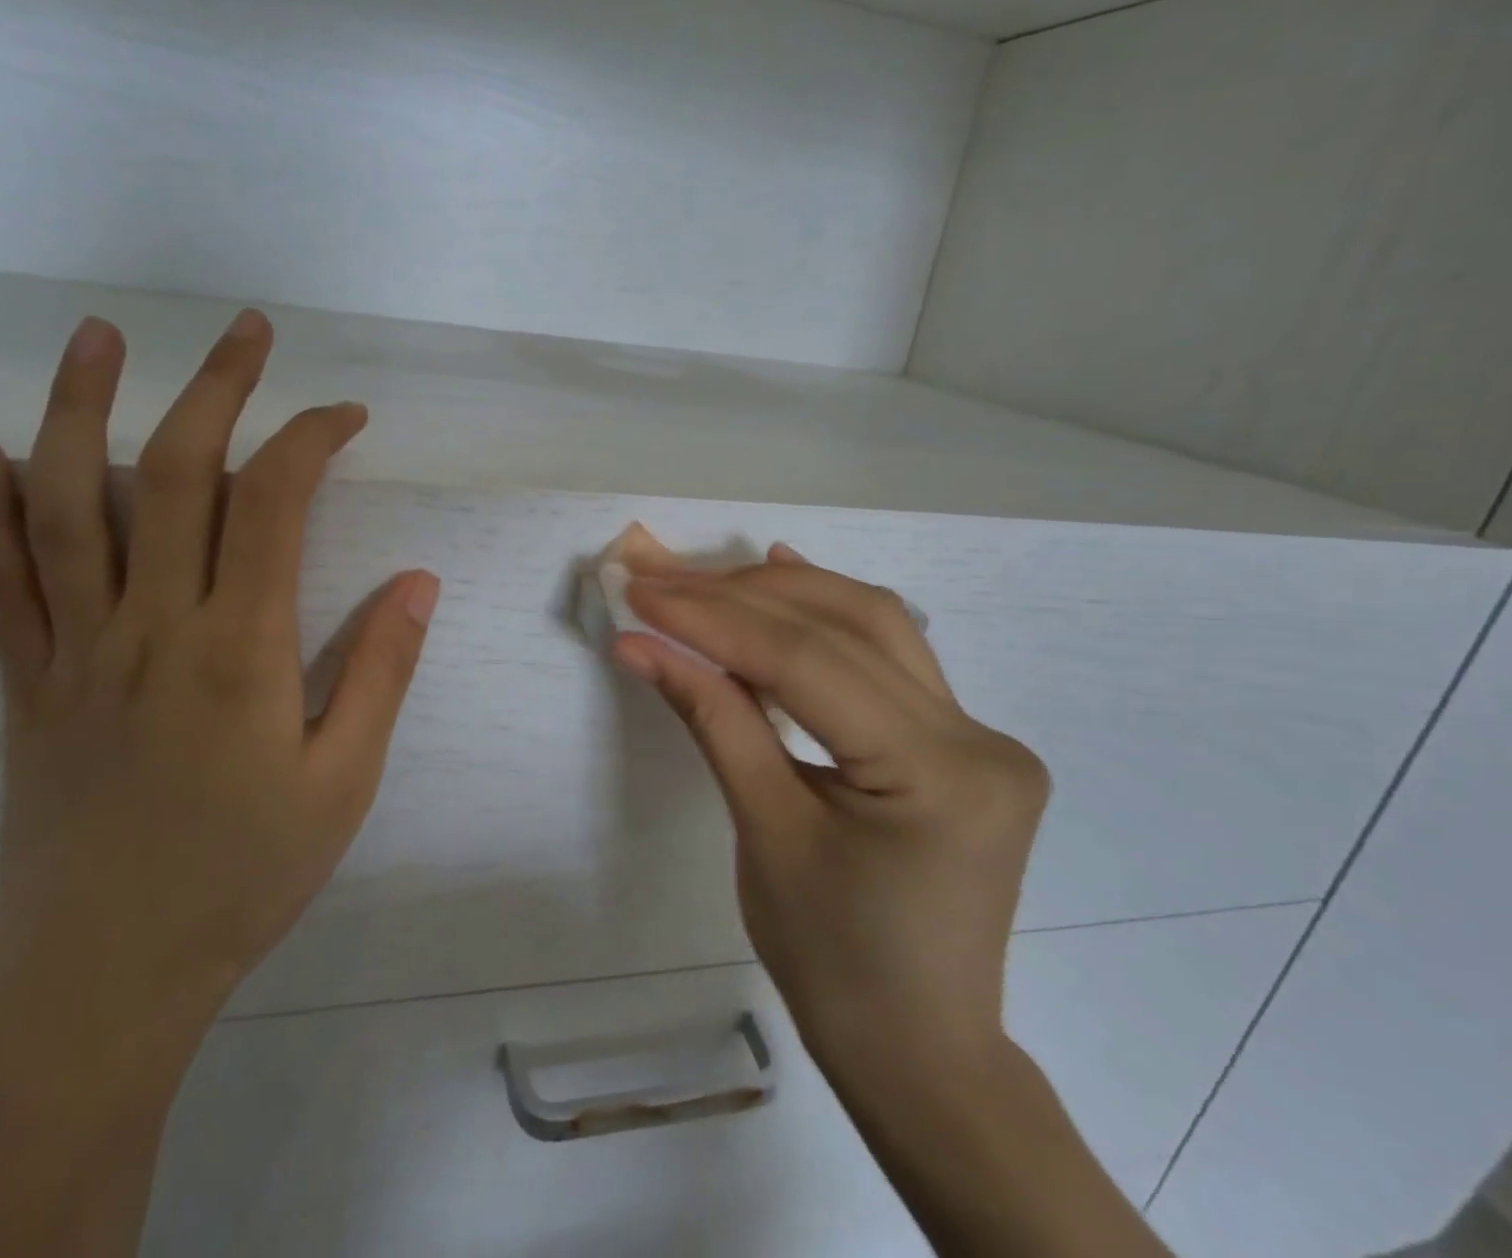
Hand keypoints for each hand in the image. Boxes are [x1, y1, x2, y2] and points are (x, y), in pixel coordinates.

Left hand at [0, 309, 438, 1060]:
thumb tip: (418, 580)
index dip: (311, 440)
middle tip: (246, 329)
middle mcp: (153, 626)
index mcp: (241, 650)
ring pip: (68, 503)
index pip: (276, 505)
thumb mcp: (344, 781)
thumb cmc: (244, 875)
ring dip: (80, 408)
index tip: (345, 415)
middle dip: (216, 390)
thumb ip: (382, 671)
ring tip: (99, 335)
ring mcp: (76, 648)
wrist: (106, 972)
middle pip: (175, 475)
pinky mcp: (26, 679)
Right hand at [613, 545, 1047, 1072]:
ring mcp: (982, 735)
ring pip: (874, 625)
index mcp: (938, 775)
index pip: (807, 662)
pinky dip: (827, 618)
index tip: (641, 590)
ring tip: (706, 577)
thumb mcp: (763, 830)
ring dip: (783, 594)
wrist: (917, 1048)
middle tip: (660, 574)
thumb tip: (641, 644)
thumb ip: (712, 718)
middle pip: (846, 626)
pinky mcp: (965, 741)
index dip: (714, 618)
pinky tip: (785, 582)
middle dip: (740, 594)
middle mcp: (979, 738)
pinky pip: (890, 657)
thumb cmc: (831, 962)